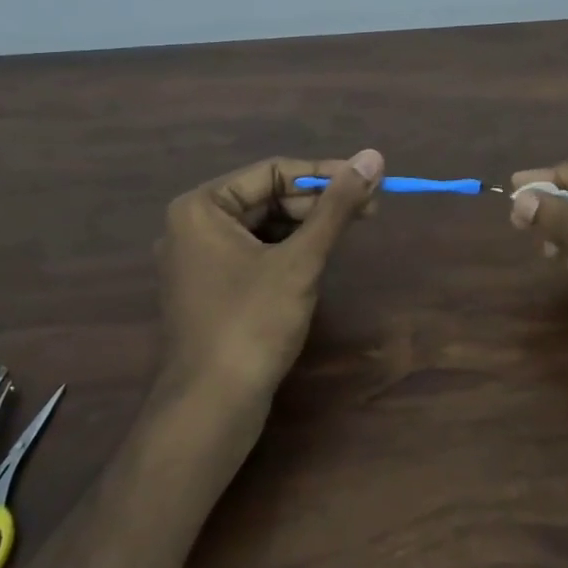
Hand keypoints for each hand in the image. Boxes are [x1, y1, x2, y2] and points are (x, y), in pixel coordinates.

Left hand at [156, 150, 383, 400]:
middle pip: (268, 196)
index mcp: (201, 208)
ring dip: (308, 226)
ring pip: (265, 225)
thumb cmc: (252, 325)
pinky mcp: (212, 288)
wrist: (210, 410)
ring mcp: (200, 260)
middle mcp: (193, 226)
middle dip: (319, 202)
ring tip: (350, 232)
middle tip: (370, 210)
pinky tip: (318, 260)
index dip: (324, 174)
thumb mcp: (301, 260)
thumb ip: (337, 206)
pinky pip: (256, 252)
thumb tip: (373, 156)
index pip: (273, 172)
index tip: (369, 182)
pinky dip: (289, 250)